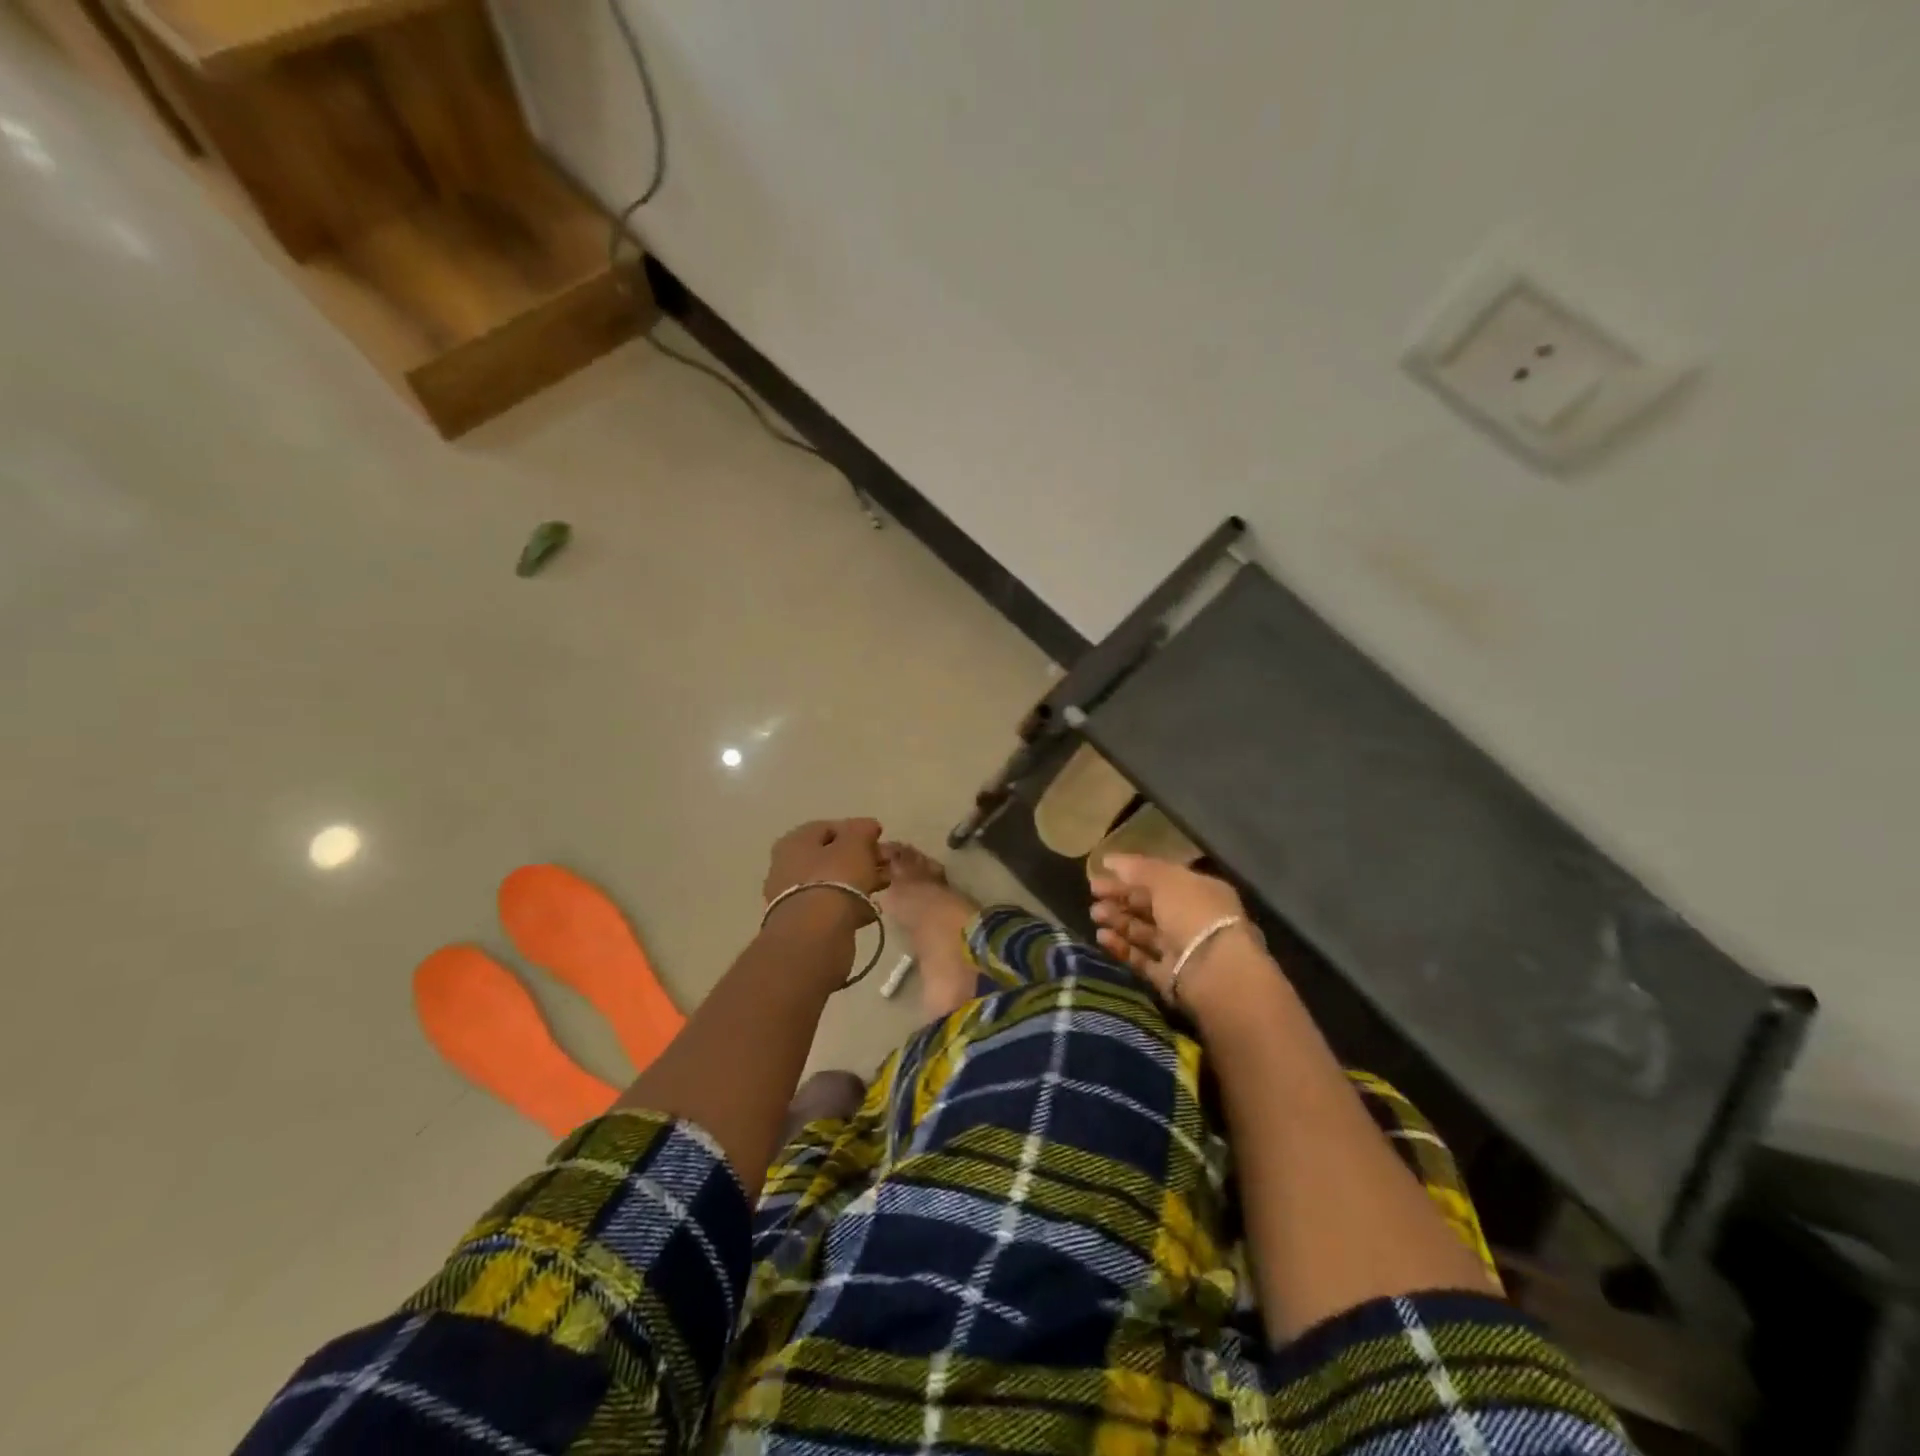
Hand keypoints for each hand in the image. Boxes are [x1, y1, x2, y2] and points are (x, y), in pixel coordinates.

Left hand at [763, 818, 887, 928]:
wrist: (816, 935)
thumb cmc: (836, 878)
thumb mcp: (855, 844)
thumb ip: (863, 829)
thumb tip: (868, 825)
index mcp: (794, 842)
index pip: (828, 828)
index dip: (856, 831)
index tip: (878, 841)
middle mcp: (786, 866)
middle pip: (830, 856)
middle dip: (860, 859)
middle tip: (885, 866)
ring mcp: (791, 897)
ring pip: (831, 882)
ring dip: (858, 882)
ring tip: (882, 888)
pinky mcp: (801, 924)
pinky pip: (830, 907)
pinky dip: (849, 906)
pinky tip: (869, 911)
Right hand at [1089, 855, 1261, 1006]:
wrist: (1214, 972)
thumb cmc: (1193, 914)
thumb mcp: (1166, 880)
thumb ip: (1138, 869)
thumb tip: (1110, 860)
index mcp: (1199, 892)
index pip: (1161, 879)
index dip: (1131, 875)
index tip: (1101, 871)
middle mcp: (1192, 920)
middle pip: (1150, 906)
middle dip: (1121, 898)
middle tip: (1093, 893)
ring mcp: (1182, 950)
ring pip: (1144, 932)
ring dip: (1119, 921)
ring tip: (1095, 915)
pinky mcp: (1170, 977)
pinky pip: (1142, 959)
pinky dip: (1122, 948)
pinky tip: (1102, 937)